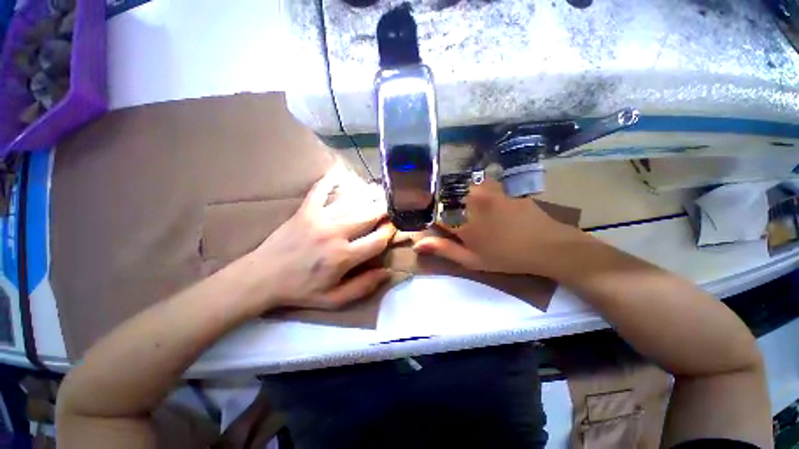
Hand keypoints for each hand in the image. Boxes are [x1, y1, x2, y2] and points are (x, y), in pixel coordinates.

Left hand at [252, 168, 393, 309]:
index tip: (394, 229)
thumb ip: (363, 287)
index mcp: (344, 257)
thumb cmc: (300, 290)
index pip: (378, 240)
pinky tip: (341, 171)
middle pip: (369, 215)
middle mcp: (335, 233)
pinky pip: (321, 189)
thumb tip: (387, 273)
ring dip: (369, 196)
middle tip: (392, 207)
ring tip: (379, 193)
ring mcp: (319, 218)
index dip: (390, 233)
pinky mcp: (305, 210)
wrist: (261, 277)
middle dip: (385, 211)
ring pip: (352, 201)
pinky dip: (331, 179)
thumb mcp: (333, 300)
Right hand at [413, 179, 586, 276]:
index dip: (433, 220)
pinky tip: (484, 204)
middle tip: (455, 223)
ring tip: (469, 213)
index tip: (439, 228)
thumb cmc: (506, 257)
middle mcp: (469, 200)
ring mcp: (486, 190)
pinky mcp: (499, 186)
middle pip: (445, 196)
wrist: (548, 245)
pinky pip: (478, 184)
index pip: (433, 213)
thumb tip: (416, 245)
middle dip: (444, 208)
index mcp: (460, 220)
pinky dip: (473, 191)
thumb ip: (443, 249)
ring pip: (460, 188)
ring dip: (458, 198)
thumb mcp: (472, 260)